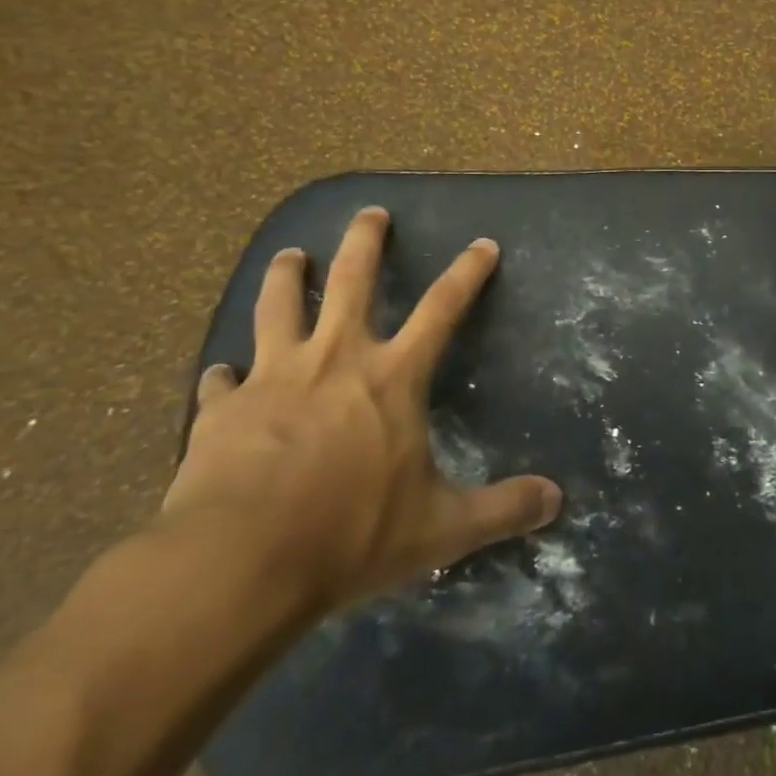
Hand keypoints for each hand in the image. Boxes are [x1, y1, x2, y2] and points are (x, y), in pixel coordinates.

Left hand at [162, 206, 562, 615]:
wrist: (239, 563)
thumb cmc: (350, 535)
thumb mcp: (440, 529)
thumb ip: (501, 509)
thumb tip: (557, 500)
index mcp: (392, 377)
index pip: (443, 308)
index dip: (467, 273)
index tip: (483, 244)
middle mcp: (335, 358)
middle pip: (351, 278)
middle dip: (364, 239)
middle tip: (370, 212)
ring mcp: (273, 377)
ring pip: (278, 305)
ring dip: (285, 275)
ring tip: (290, 254)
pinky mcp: (221, 409)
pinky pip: (220, 382)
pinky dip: (222, 376)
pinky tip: (218, 375)